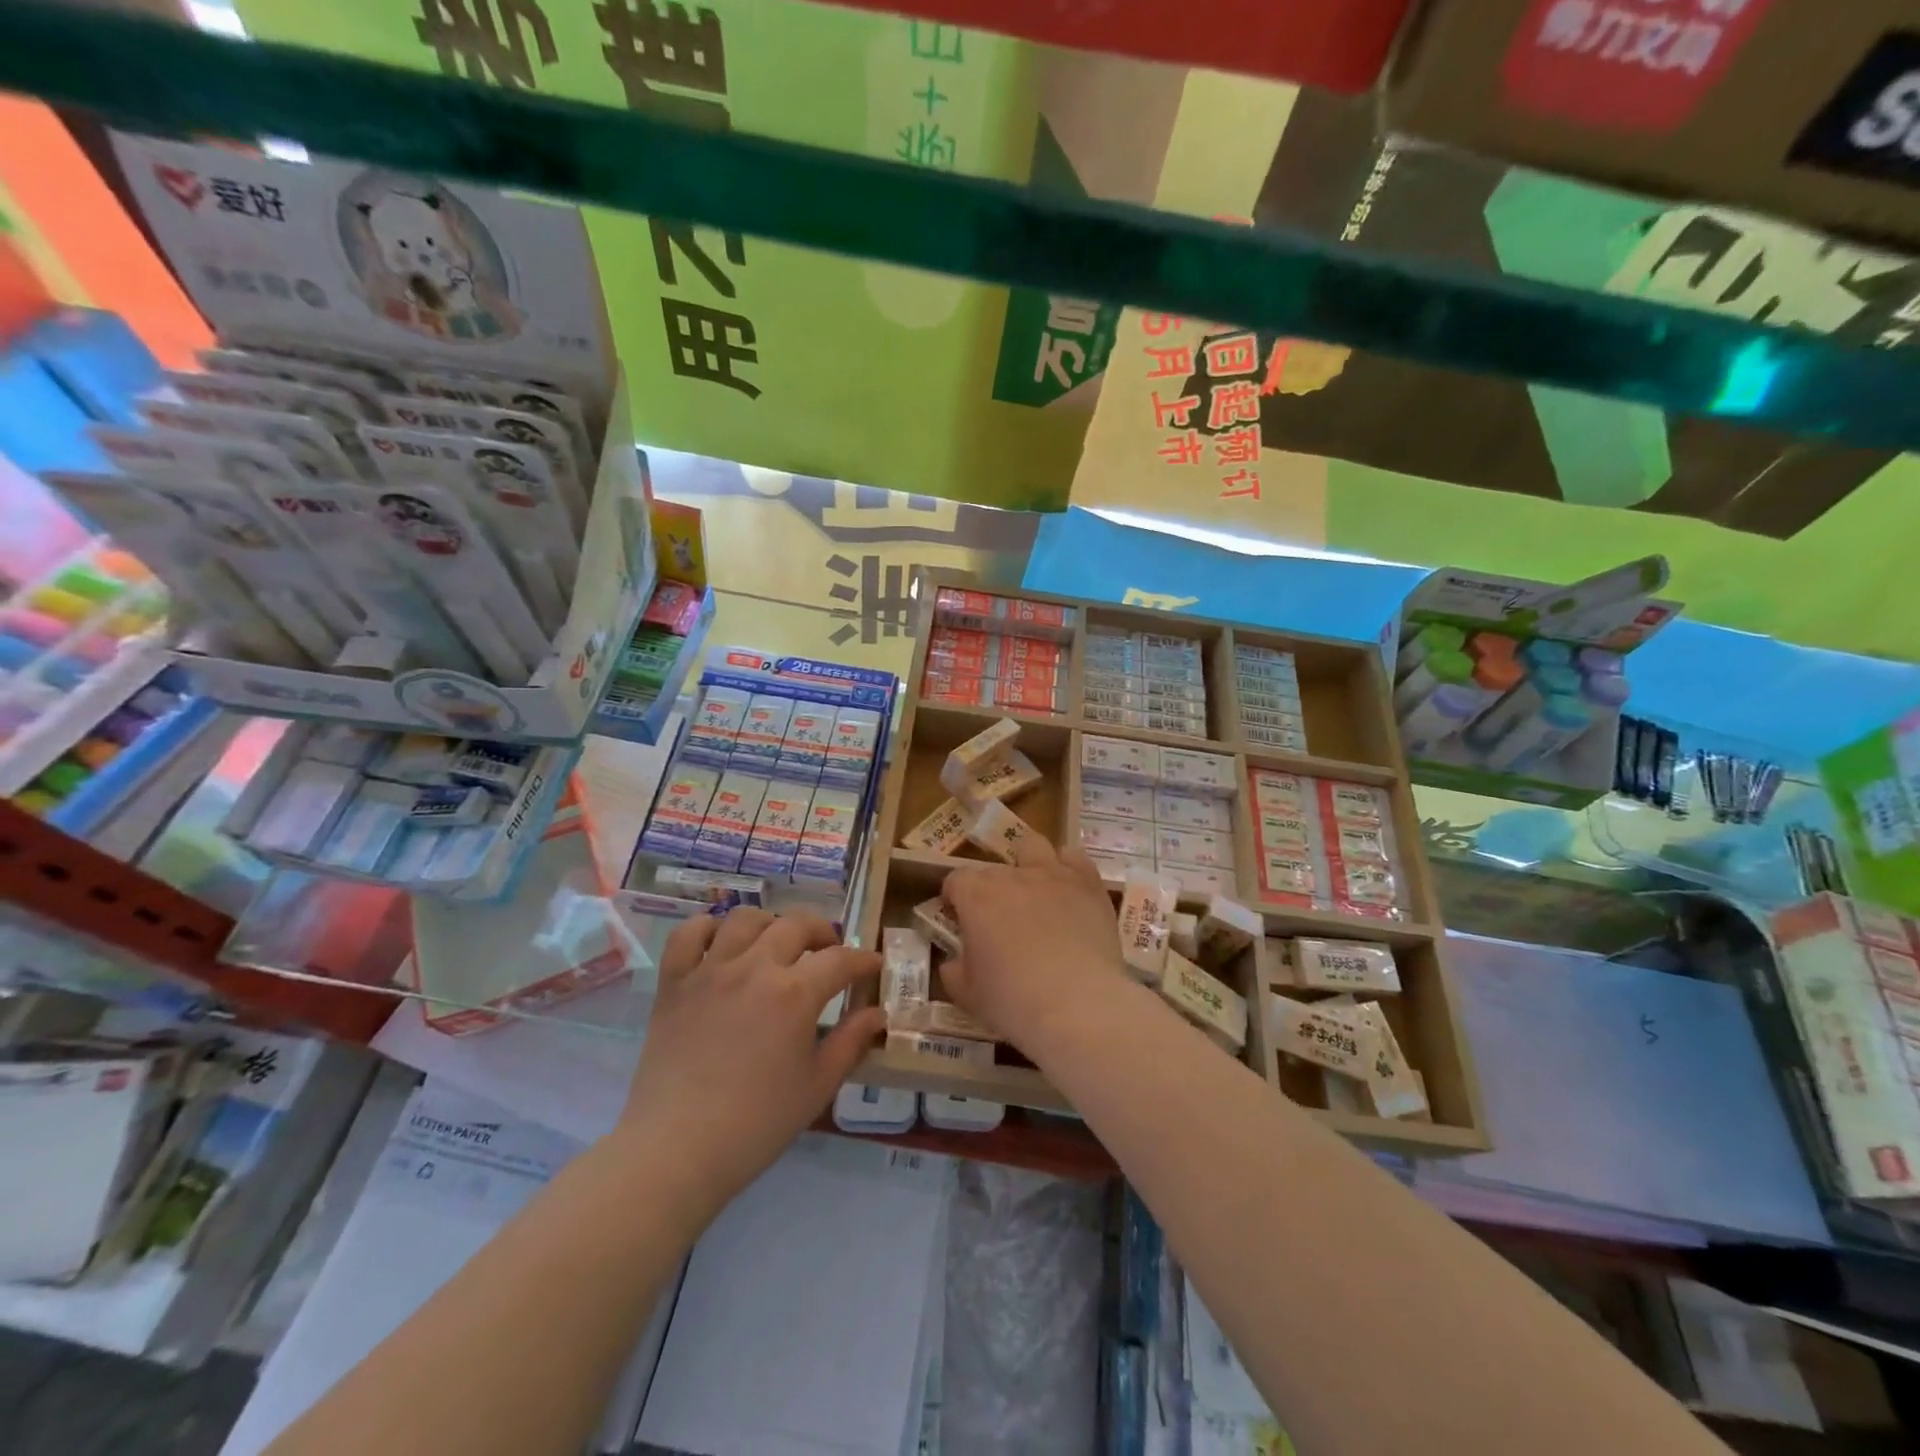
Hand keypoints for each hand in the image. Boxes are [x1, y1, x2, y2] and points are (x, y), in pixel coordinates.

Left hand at [617, 908, 885, 1222]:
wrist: (676, 1150)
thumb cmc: (756, 1124)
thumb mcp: (817, 1087)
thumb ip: (850, 1042)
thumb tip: (876, 1014)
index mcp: (795, 994)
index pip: (840, 960)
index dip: (862, 960)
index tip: (872, 966)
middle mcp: (754, 968)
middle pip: (796, 925)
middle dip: (822, 932)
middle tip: (829, 950)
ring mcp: (710, 971)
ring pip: (745, 919)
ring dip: (769, 924)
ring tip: (776, 944)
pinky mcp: (674, 983)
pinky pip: (687, 934)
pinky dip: (706, 929)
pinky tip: (720, 944)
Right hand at [941, 840, 1128, 1052]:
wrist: (1078, 1006)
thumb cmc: (1014, 1002)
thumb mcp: (968, 995)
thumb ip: (954, 971)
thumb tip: (953, 962)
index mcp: (977, 897)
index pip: (956, 880)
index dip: (955, 899)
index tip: (959, 920)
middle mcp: (1013, 875)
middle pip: (993, 869)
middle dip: (991, 889)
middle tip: (999, 920)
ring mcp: (1053, 875)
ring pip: (1033, 847)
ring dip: (1028, 864)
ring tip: (1034, 893)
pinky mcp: (1088, 884)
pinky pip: (1075, 858)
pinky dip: (1068, 869)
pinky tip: (1068, 891)